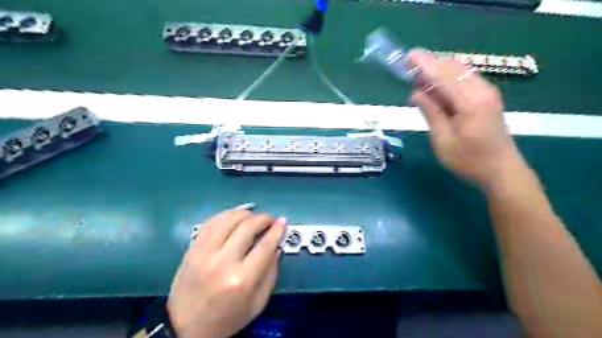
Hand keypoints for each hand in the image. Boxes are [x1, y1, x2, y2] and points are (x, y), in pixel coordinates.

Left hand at [164, 206, 285, 337]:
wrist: (184, 327)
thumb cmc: (226, 319)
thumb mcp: (257, 303)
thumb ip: (271, 273)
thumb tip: (276, 246)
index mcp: (241, 280)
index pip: (265, 245)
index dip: (277, 230)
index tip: (282, 222)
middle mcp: (223, 262)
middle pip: (247, 226)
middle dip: (263, 218)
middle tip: (270, 220)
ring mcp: (204, 252)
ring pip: (228, 219)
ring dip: (245, 213)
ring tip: (253, 217)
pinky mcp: (192, 248)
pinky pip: (211, 222)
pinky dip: (226, 215)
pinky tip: (234, 218)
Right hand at [407, 49, 525, 190]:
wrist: (501, 171)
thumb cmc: (469, 160)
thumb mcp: (443, 140)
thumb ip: (431, 112)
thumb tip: (416, 92)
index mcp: (470, 102)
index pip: (444, 76)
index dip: (425, 65)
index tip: (408, 56)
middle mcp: (482, 91)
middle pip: (454, 67)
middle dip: (431, 64)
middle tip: (409, 69)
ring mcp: (487, 93)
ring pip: (460, 71)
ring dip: (439, 70)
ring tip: (418, 79)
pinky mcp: (487, 98)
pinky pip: (465, 79)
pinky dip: (448, 79)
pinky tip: (436, 88)